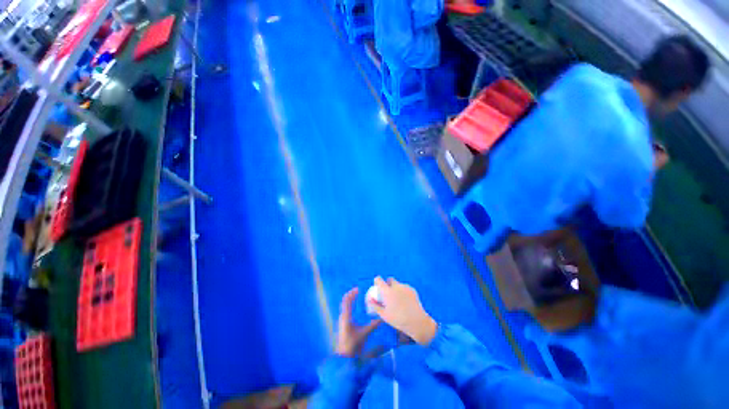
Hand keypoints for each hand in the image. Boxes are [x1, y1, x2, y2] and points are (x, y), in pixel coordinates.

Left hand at [336, 288, 380, 356]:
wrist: (344, 357)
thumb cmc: (352, 345)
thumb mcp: (363, 334)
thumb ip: (372, 326)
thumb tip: (382, 319)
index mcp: (346, 317)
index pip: (346, 301)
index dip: (351, 293)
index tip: (358, 289)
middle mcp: (342, 316)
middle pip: (345, 301)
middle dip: (351, 295)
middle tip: (359, 291)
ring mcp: (342, 320)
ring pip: (344, 306)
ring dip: (350, 300)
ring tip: (357, 297)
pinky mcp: (343, 324)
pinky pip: (345, 310)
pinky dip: (349, 305)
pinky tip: (355, 307)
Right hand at [368, 277, 437, 345]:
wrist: (417, 321)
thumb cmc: (398, 319)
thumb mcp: (384, 315)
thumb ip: (375, 306)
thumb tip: (369, 300)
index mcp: (387, 291)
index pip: (379, 279)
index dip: (377, 281)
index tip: (377, 286)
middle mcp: (396, 286)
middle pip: (390, 279)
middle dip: (388, 284)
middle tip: (388, 294)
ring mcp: (405, 287)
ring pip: (398, 284)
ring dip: (396, 288)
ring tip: (398, 300)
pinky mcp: (412, 289)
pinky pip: (405, 288)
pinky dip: (403, 292)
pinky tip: (406, 301)